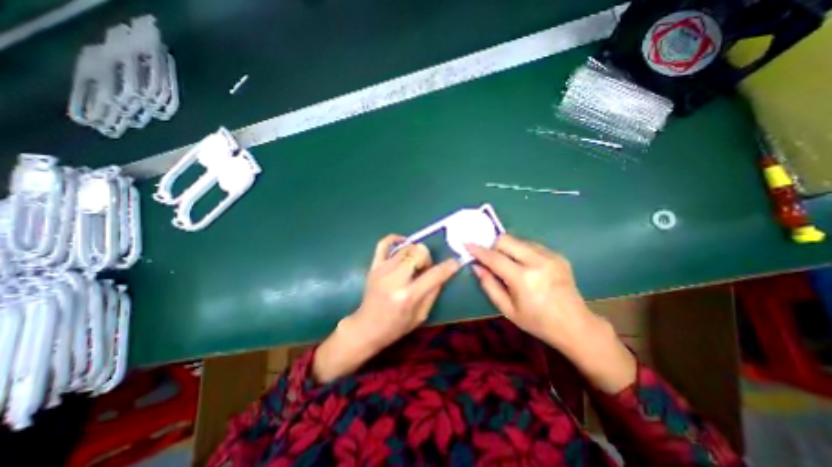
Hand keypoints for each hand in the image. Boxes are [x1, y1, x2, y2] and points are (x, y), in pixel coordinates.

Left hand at [312, 233, 458, 382]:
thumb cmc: (396, 327)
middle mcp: (394, 280)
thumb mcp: (421, 315)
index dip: (448, 267)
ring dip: (415, 253)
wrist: (366, 328)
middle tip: (425, 269)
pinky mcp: (373, 267)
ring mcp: (382, 271)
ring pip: (406, 247)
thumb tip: (442, 272)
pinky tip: (403, 243)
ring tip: (413, 264)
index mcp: (408, 296)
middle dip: (427, 258)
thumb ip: (433, 292)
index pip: (434, 275)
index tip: (455, 262)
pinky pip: (383, 244)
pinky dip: (395, 239)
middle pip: (418, 252)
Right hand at [465, 236, 594, 347]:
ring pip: (518, 240)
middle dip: (492, 245)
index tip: (466, 243)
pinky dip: (520, 251)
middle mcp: (538, 262)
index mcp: (524, 279)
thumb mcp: (507, 309)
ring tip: (506, 263)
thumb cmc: (537, 322)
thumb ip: (488, 284)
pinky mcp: (557, 255)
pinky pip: (531, 245)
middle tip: (488, 256)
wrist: (576, 326)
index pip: (494, 257)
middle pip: (506, 239)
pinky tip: (523, 264)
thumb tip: (476, 265)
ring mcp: (550, 256)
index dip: (478, 250)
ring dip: (507, 248)